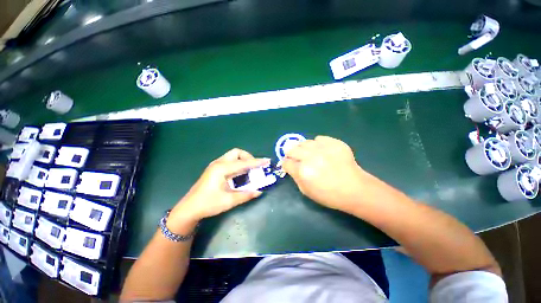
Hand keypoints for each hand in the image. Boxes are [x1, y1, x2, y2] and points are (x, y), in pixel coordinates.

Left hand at [168, 149, 268, 231]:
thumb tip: (259, 191)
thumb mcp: (229, 201)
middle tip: (255, 167)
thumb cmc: (208, 204)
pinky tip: (240, 174)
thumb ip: (245, 195)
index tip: (267, 161)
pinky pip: (229, 161)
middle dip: (248, 157)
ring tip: (249, 170)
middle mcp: (219, 163)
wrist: (189, 208)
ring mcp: (215, 165)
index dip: (256, 162)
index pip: (243, 163)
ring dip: (243, 160)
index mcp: (222, 168)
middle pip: (237, 153)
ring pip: (233, 156)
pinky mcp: (214, 169)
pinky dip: (238, 164)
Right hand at [283, 136, 368, 211]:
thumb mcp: (306, 191)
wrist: (355, 189)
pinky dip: (317, 144)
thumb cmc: (329, 195)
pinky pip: (319, 139)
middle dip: (292, 155)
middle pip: (291, 149)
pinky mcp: (334, 143)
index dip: (286, 165)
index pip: (286, 162)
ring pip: (304, 142)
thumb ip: (295, 177)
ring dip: (304, 149)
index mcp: (303, 171)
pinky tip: (322, 151)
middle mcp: (310, 157)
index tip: (290, 166)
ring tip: (310, 154)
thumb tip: (290, 166)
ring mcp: (323, 148)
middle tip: (298, 159)